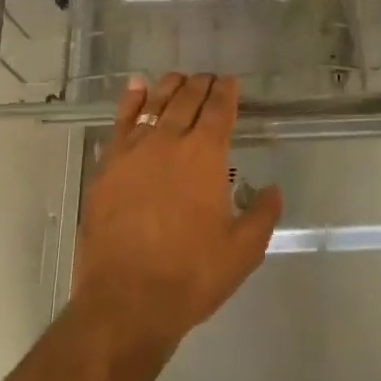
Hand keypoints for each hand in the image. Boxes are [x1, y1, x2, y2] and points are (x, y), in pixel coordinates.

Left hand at [73, 73, 282, 349]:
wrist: (125, 302)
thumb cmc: (190, 276)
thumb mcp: (243, 251)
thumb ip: (262, 214)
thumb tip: (273, 189)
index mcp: (205, 155)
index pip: (219, 109)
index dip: (227, 92)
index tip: (231, 82)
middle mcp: (169, 141)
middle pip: (187, 99)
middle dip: (201, 84)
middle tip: (209, 78)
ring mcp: (134, 151)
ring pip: (154, 104)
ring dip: (170, 87)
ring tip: (179, 79)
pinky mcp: (107, 167)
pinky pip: (121, 122)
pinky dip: (131, 101)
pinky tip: (137, 88)